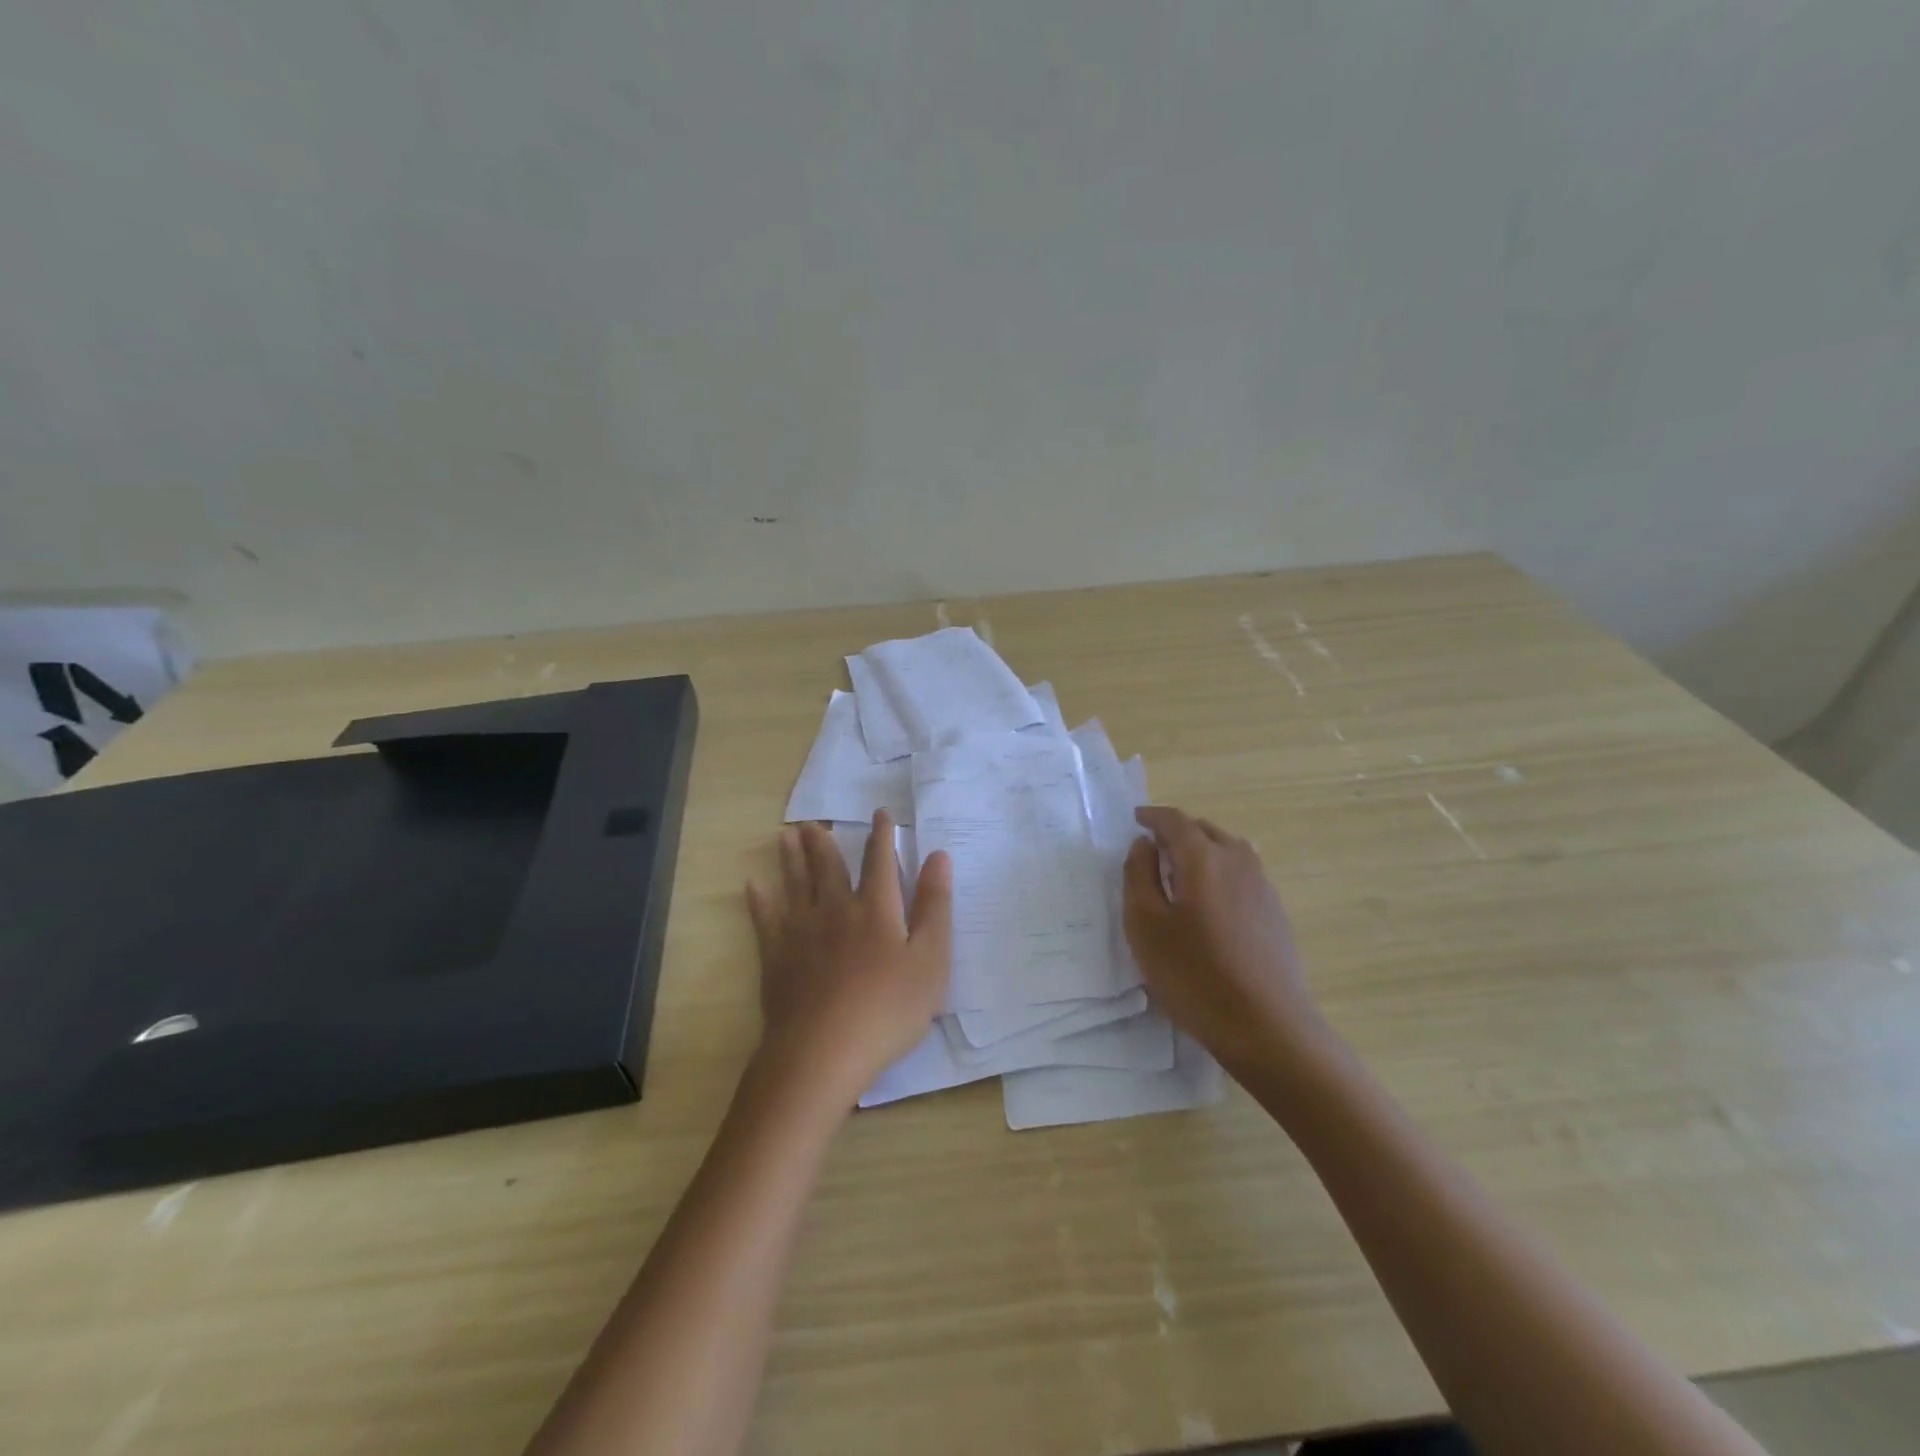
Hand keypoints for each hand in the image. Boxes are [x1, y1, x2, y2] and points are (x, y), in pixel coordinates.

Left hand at [745, 811, 952, 1105]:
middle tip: (812, 822)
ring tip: (785, 836)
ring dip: (791, 858)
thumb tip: (938, 856)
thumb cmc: (887, 1008)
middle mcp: (836, 909)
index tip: (880, 813)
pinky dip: (759, 900)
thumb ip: (934, 906)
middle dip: (823, 842)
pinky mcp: (775, 958)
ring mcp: (801, 932)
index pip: (880, 861)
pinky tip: (753, 886)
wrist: (823, 1051)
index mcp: (876, 909)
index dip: (882, 836)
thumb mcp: (930, 960)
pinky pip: (764, 919)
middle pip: (828, 867)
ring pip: (795, 884)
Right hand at [1122, 805, 1323, 1072]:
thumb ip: (1138, 876)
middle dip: (1177, 831)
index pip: (1175, 821)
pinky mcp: (1275, 912)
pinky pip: (1241, 874)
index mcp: (1203, 858)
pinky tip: (1208, 902)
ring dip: (1201, 850)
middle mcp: (1238, 861)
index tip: (1135, 819)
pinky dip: (1218, 872)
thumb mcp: (1146, 925)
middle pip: (1204, 830)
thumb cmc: (1194, 974)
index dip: (1152, 816)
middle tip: (1153, 846)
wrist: (1267, 1027)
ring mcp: (1262, 886)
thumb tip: (1144, 845)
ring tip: (1179, 871)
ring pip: (1227, 850)